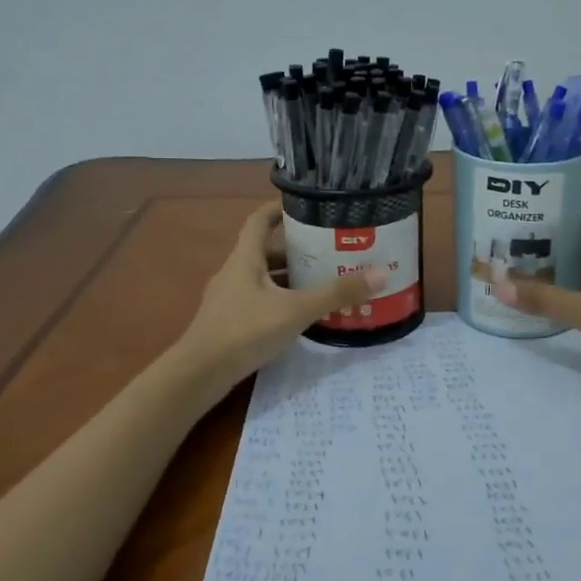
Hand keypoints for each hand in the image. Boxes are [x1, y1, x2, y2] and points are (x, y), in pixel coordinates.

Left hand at [176, 204, 385, 394]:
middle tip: (328, 248)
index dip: (279, 209)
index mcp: (245, 258)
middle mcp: (234, 272)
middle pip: (265, 250)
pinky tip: (300, 314)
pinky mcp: (228, 322)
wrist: (199, 375)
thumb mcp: (295, 311)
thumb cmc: (244, 332)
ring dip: (288, 277)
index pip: (259, 220)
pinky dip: (279, 300)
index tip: (305, 205)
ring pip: (263, 278)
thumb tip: (381, 273)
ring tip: (322, 280)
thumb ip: (336, 294)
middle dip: (296, 248)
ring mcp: (228, 298)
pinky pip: (258, 300)